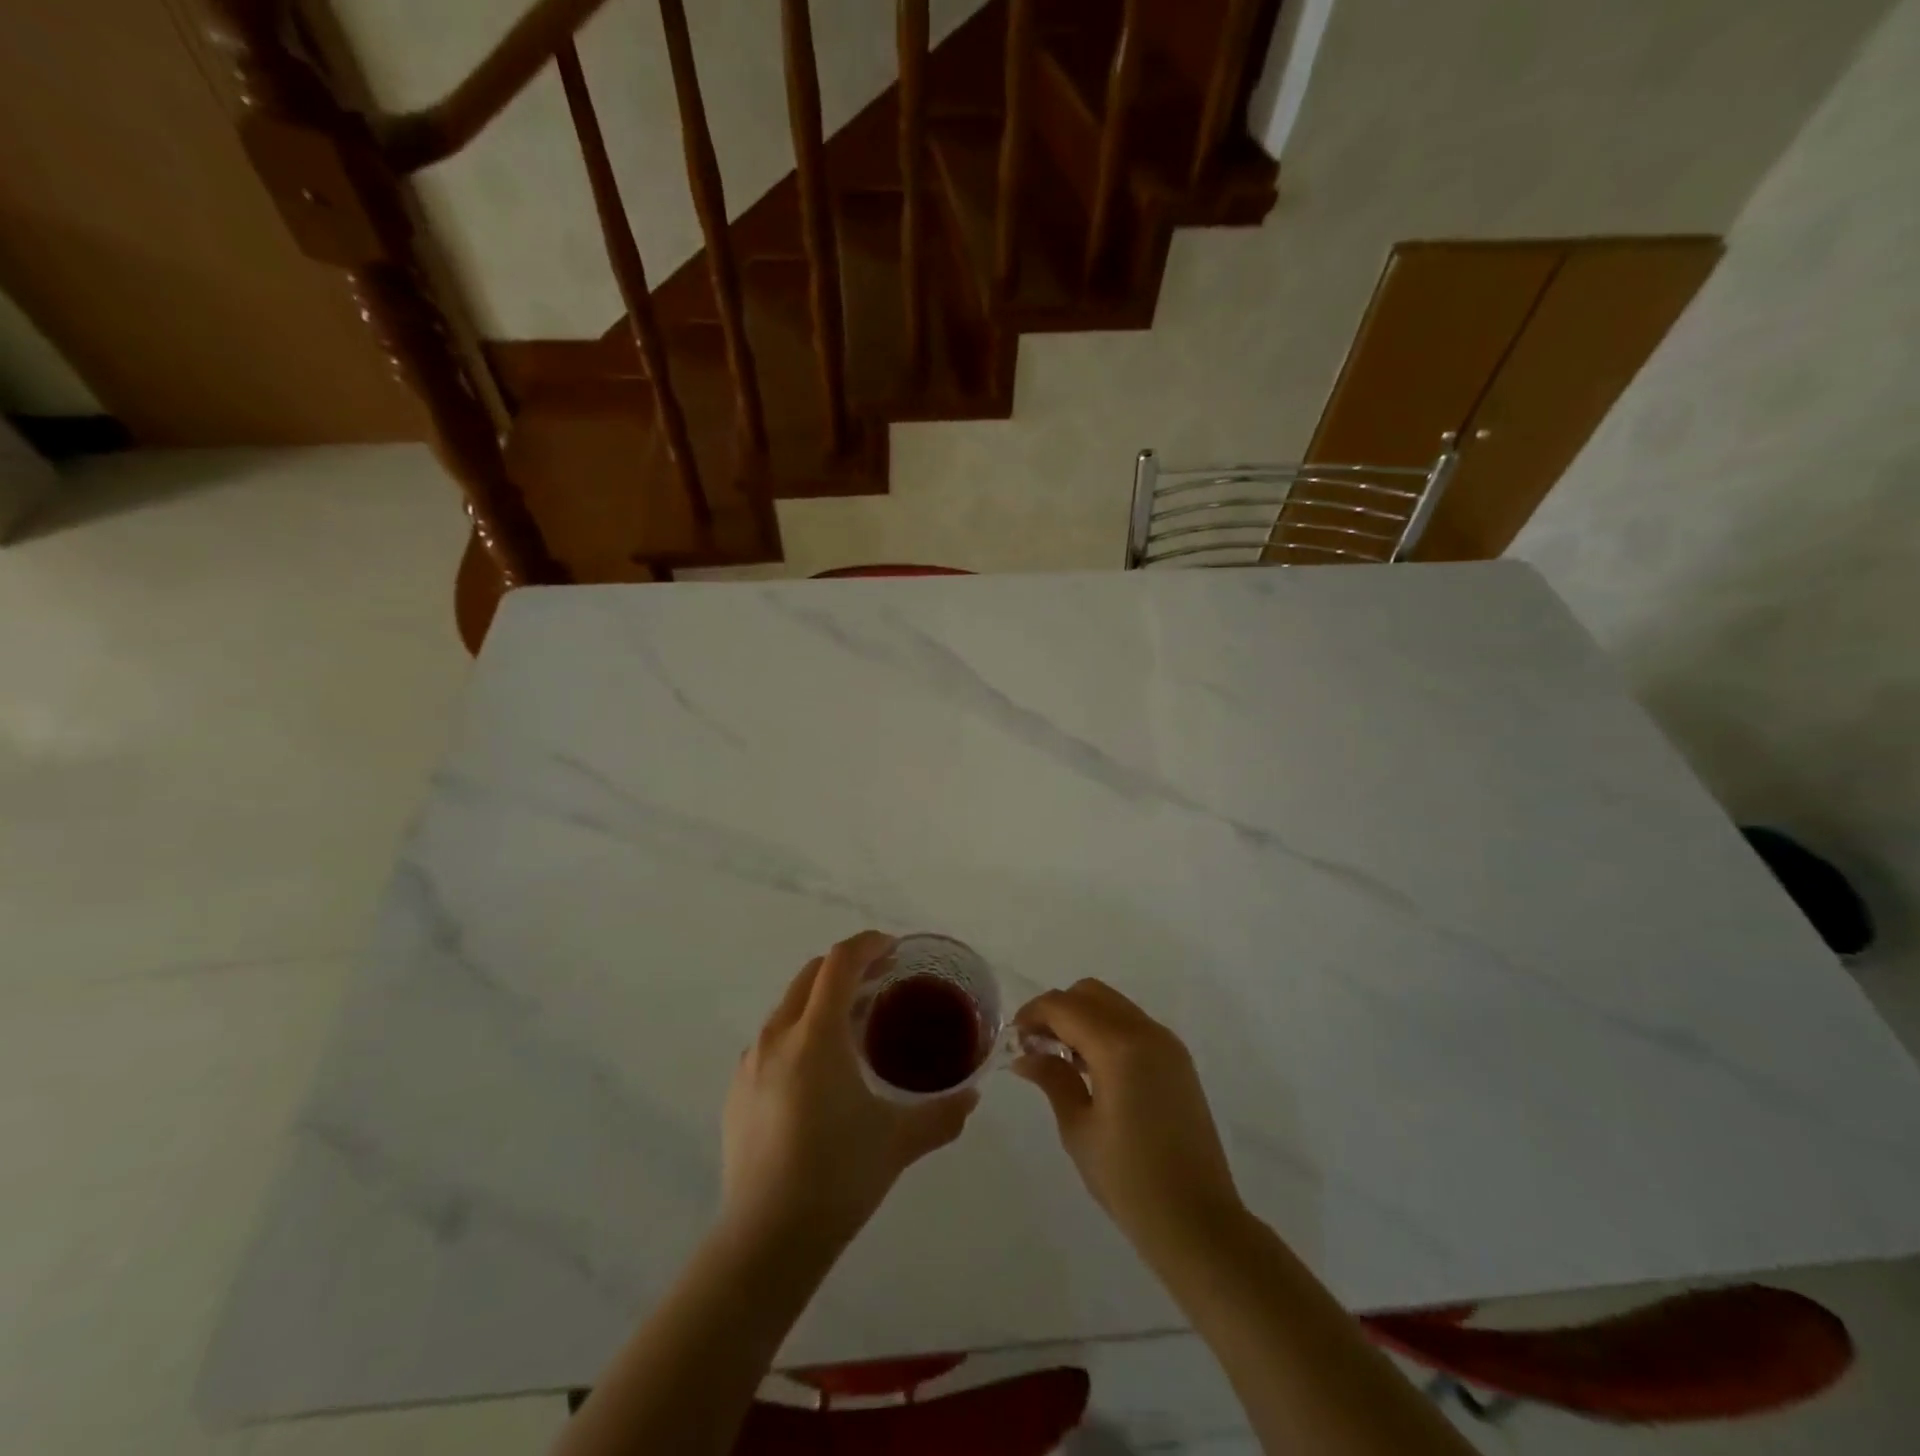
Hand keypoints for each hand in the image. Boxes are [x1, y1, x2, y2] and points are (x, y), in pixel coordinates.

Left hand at [720, 931, 977, 1247]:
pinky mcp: (736, 1091)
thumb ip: (942, 1113)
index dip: (868, 945)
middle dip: (846, 967)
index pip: (840, 963)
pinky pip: (772, 1041)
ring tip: (852, 1028)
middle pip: (811, 975)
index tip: (893, 950)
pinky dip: (799, 1034)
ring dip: (821, 1000)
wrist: (765, 1241)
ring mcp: (750, 1063)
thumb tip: (972, 1096)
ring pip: (788, 1007)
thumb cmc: (838, 1177)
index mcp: (816, 1035)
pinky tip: (818, 1075)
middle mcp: (777, 1036)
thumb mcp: (899, 1142)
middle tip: (881, 983)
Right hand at [1014, 979, 1241, 1253]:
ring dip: (1083, 1018)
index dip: (1033, 1014)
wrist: (1198, 1223)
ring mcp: (1167, 1044)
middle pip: (1090, 994)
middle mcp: (1146, 1032)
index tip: (1014, 1039)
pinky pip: (1133, 1025)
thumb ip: (1053, 1079)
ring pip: (1113, 1005)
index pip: (1064, 1006)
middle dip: (1058, 1010)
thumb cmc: (1129, 1180)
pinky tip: (1094, 1070)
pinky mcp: (1178, 1061)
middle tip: (1037, 1046)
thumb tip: (1026, 1055)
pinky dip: (1107, 1031)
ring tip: (1062, 1060)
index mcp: (1118, 1046)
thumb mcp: (1079, 1129)